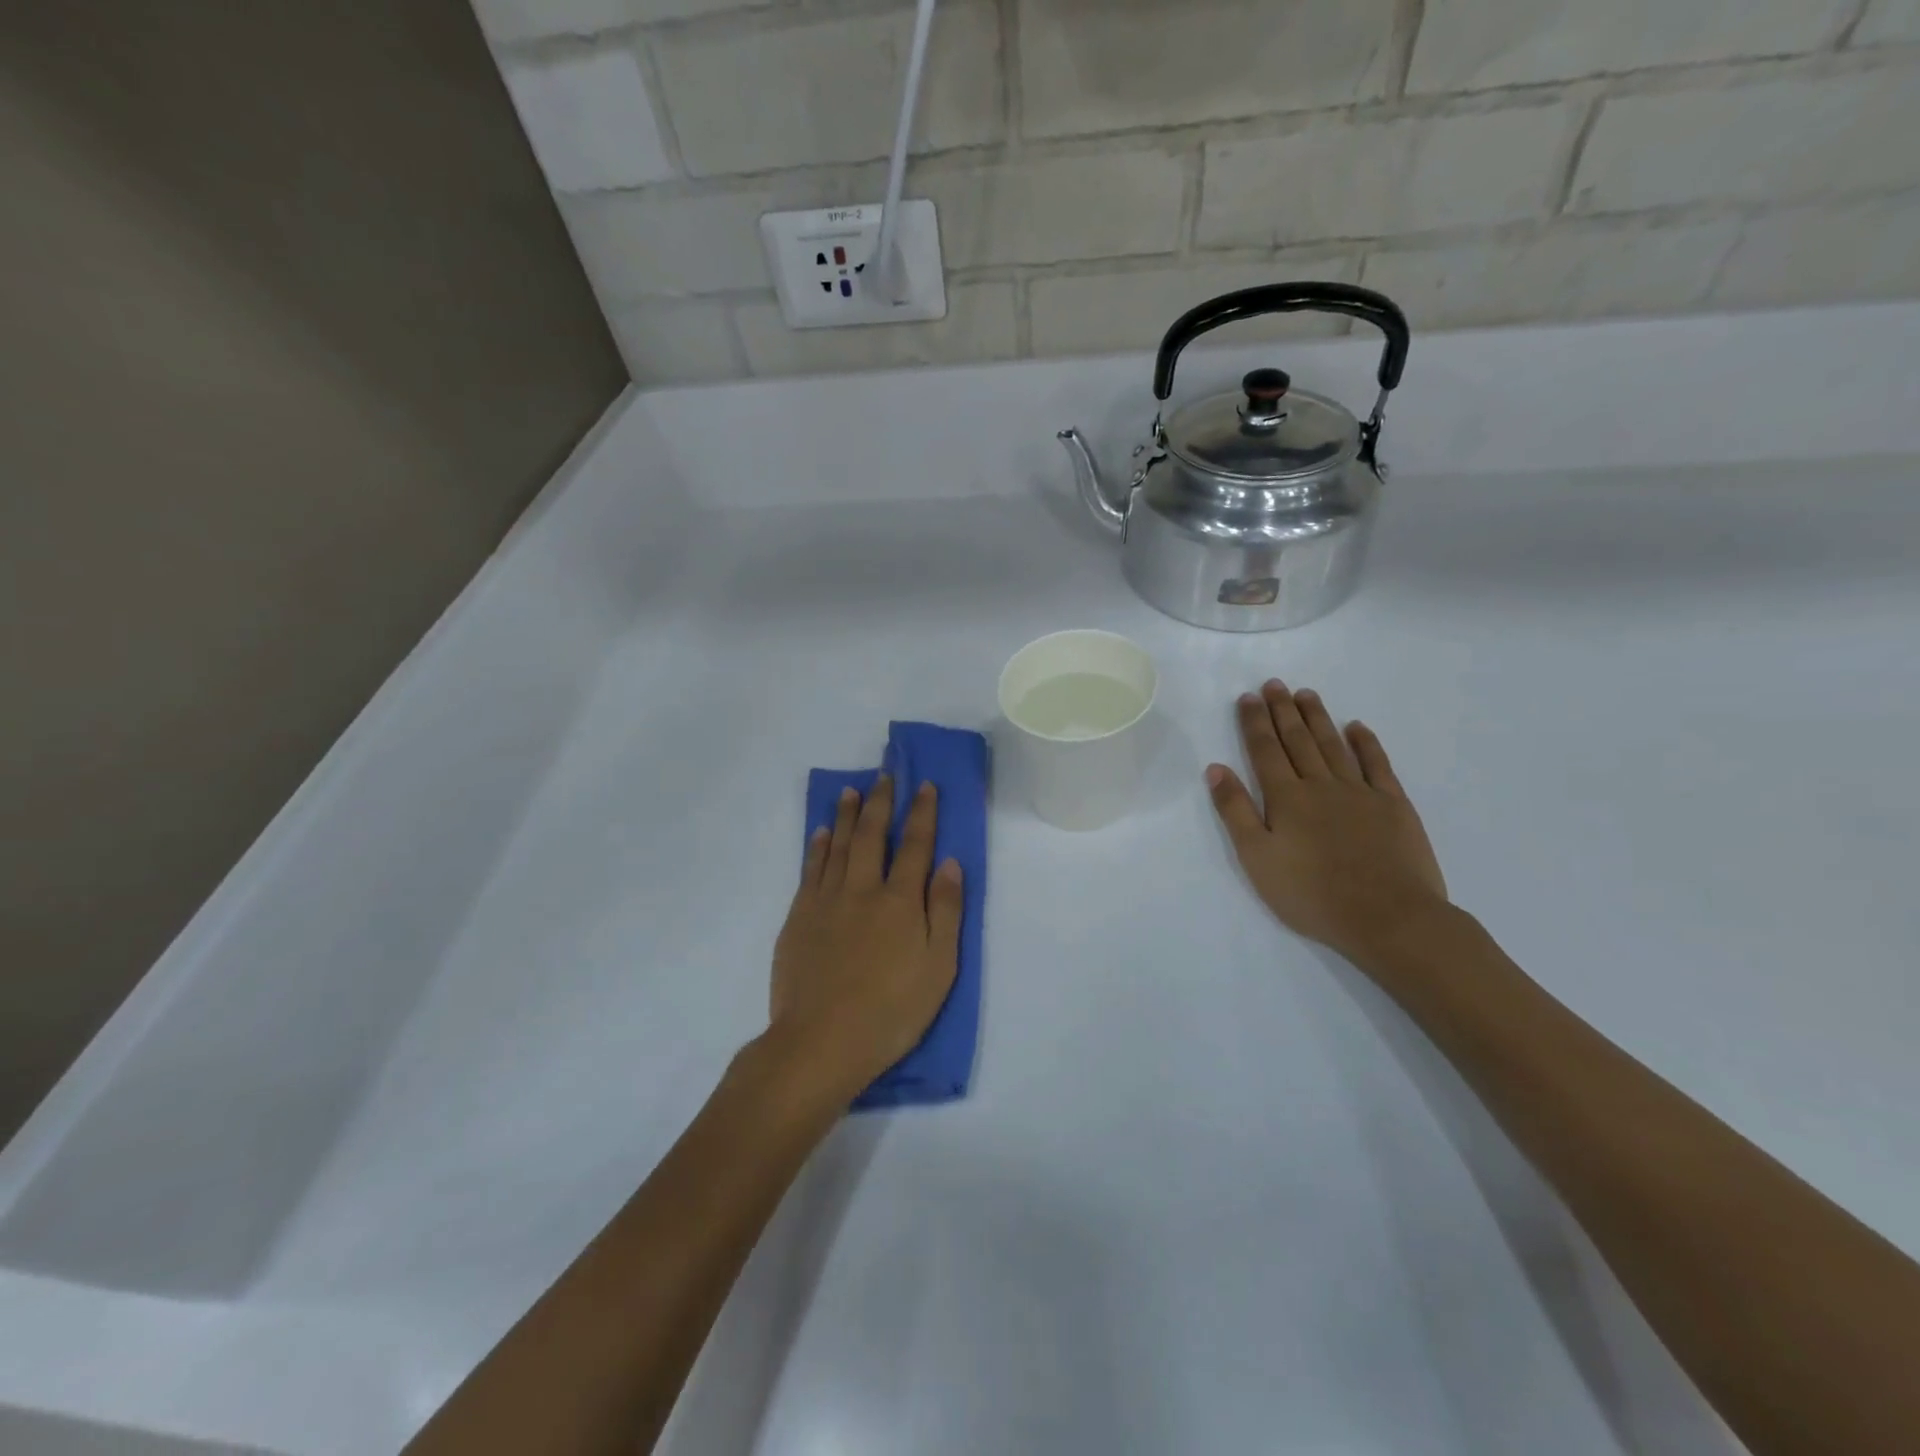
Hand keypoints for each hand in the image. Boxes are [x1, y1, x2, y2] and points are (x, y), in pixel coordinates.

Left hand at [767, 776, 963, 1105]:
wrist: (820, 1042)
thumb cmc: (891, 1011)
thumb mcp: (939, 968)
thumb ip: (946, 911)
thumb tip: (949, 862)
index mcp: (900, 901)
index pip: (915, 845)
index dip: (922, 813)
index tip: (924, 785)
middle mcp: (862, 889)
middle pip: (872, 835)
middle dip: (881, 802)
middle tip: (885, 774)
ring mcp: (826, 901)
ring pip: (838, 845)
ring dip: (846, 815)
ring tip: (851, 790)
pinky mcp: (799, 917)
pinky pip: (810, 869)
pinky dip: (817, 846)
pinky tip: (821, 833)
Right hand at [1206, 679, 1447, 964]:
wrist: (1388, 917)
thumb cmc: (1311, 894)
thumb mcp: (1257, 858)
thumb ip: (1236, 811)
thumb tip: (1216, 769)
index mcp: (1286, 798)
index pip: (1265, 750)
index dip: (1254, 722)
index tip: (1248, 697)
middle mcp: (1321, 785)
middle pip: (1298, 740)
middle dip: (1283, 711)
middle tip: (1275, 684)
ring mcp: (1360, 792)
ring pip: (1333, 745)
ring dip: (1318, 718)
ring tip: (1306, 694)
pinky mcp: (1393, 805)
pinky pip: (1377, 764)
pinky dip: (1366, 743)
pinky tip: (1357, 727)